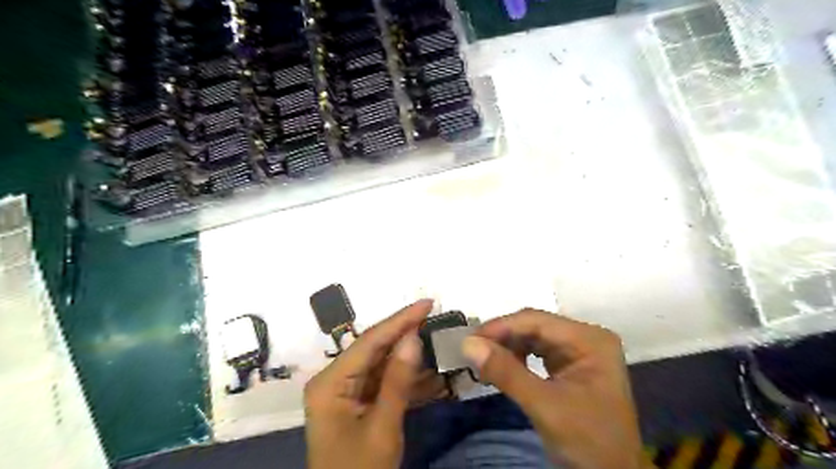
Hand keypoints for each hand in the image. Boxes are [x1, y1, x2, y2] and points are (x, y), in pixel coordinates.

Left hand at [307, 301, 438, 468]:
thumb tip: (413, 337)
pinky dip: (405, 379)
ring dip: (409, 357)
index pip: (370, 341)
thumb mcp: (382, 427)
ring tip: (436, 340)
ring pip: (381, 364)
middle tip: (434, 317)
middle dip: (406, 334)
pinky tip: (430, 373)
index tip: (427, 303)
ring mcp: (345, 391)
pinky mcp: (356, 402)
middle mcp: (334, 379)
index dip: (401, 320)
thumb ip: (397, 380)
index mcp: (331, 381)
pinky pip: (383, 382)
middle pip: (375, 349)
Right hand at [461, 308, 641, 468]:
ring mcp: (578, 351)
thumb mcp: (545, 406)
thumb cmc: (588, 441)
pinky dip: (516, 359)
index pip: (537, 321)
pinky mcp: (569, 365)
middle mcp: (585, 337)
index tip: (470, 340)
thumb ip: (506, 373)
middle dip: (503, 338)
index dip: (501, 327)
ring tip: (483, 361)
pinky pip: (536, 352)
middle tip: (472, 351)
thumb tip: (468, 344)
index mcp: (589, 339)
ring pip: (533, 338)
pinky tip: (502, 368)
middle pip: (534, 327)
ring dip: (507, 348)